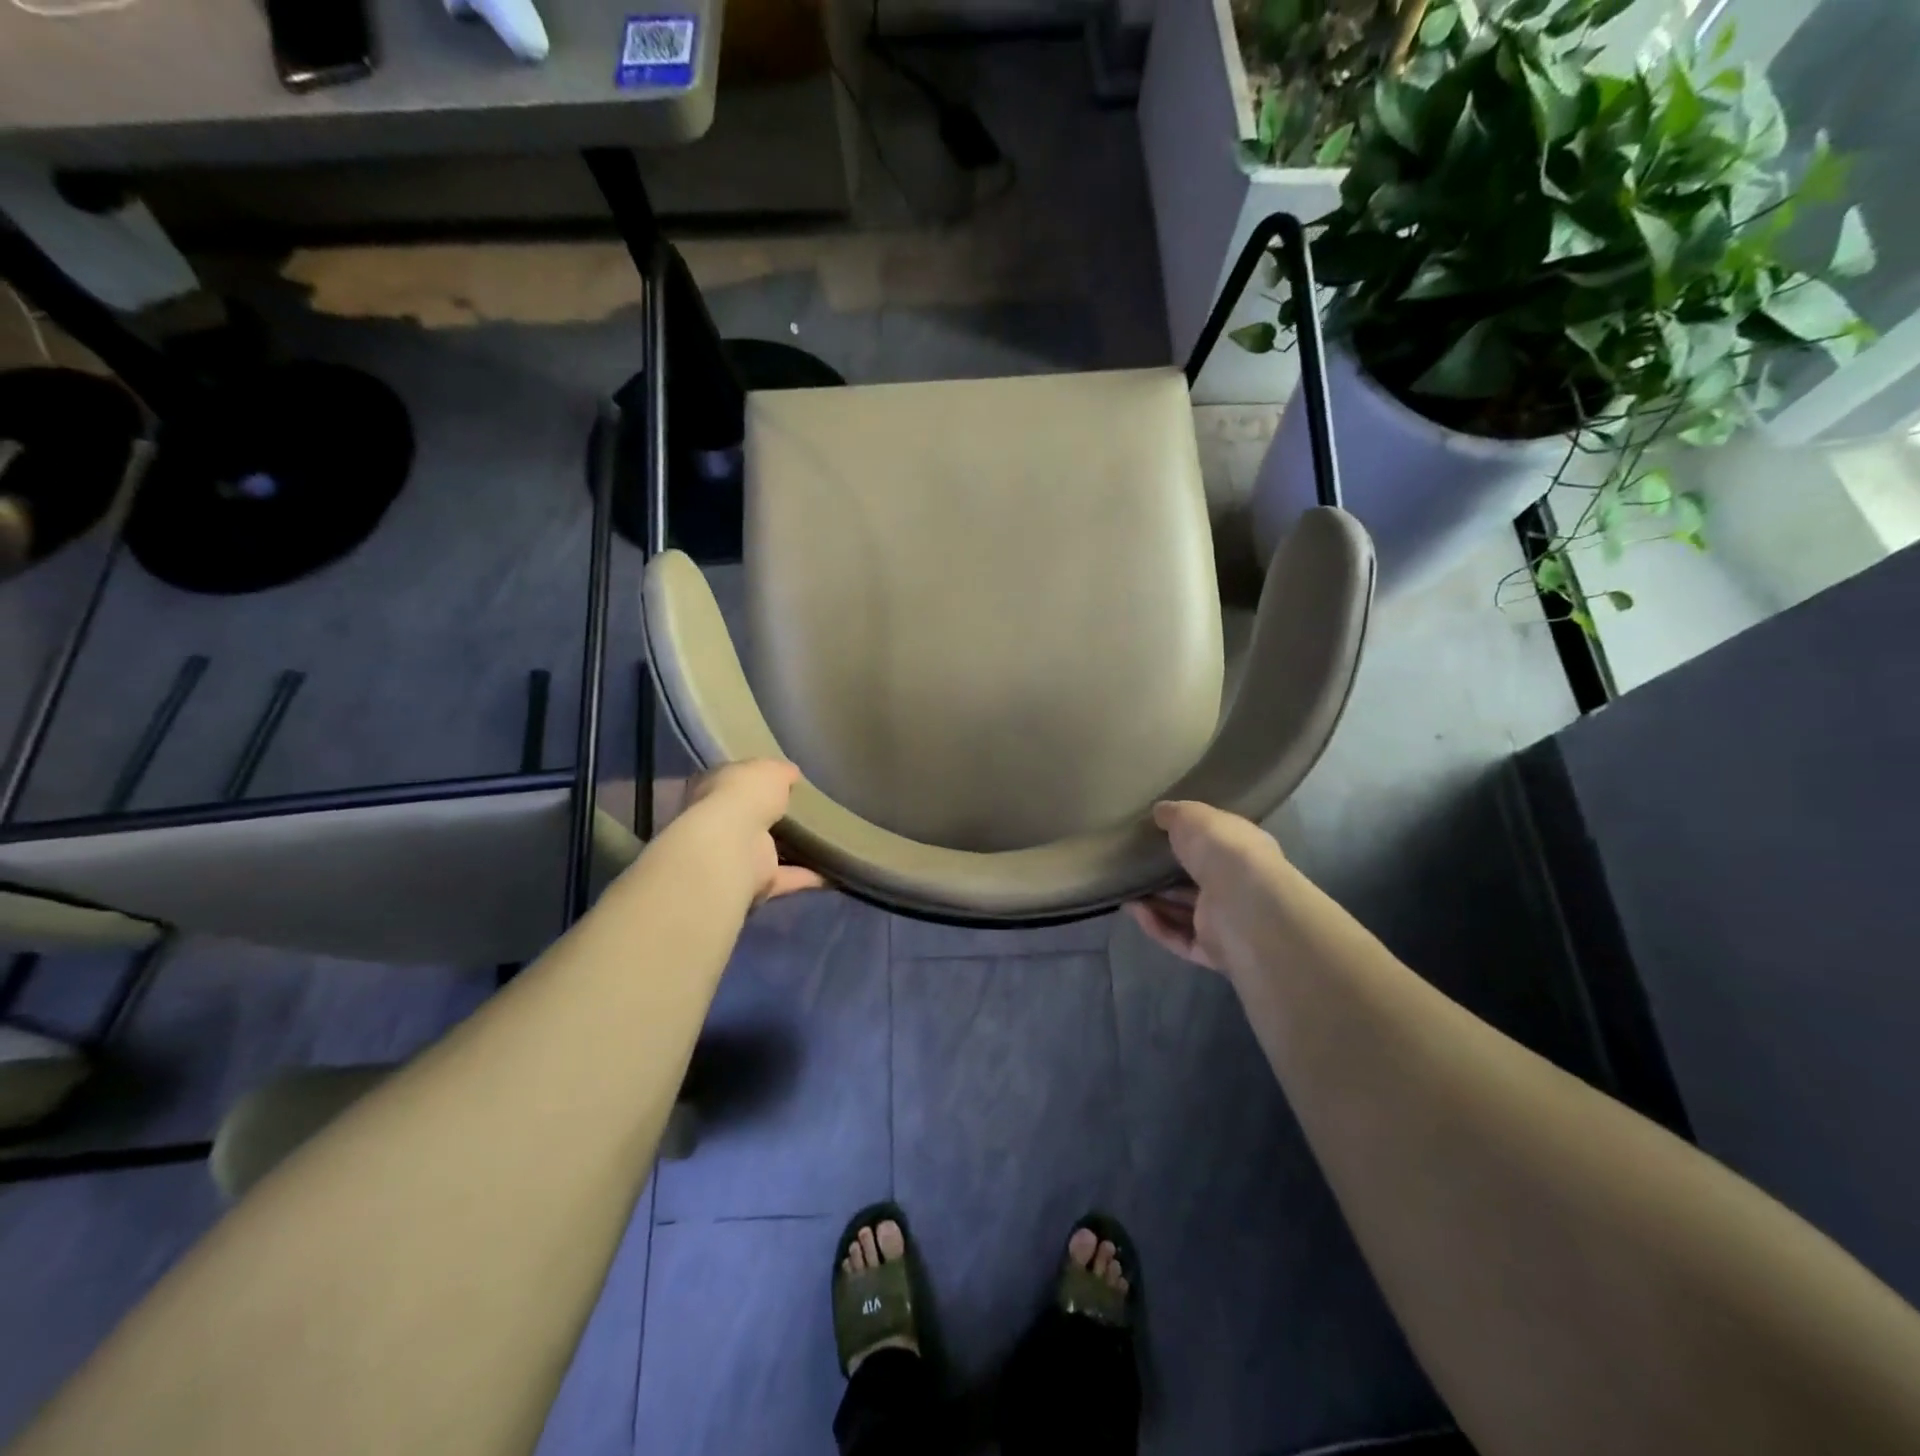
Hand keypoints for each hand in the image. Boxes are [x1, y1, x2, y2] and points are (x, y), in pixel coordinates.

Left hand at [673, 760, 825, 904]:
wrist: (734, 844)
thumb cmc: (745, 796)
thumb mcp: (769, 769)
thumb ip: (781, 771)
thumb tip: (791, 774)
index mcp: (714, 789)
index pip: (732, 781)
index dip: (751, 779)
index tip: (778, 780)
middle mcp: (719, 823)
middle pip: (749, 817)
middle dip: (770, 815)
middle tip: (804, 810)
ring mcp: (736, 854)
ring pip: (766, 849)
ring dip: (790, 849)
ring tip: (824, 841)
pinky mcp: (756, 880)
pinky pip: (785, 877)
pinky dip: (806, 876)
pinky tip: (830, 872)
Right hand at [1128, 800, 1290, 973]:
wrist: (1242, 903)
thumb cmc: (1222, 850)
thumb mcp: (1192, 816)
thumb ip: (1175, 814)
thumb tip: (1160, 811)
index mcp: (1244, 850)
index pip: (1217, 845)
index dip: (1191, 840)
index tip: (1159, 835)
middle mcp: (1239, 886)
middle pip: (1199, 881)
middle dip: (1168, 876)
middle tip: (1135, 866)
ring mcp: (1228, 921)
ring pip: (1187, 913)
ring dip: (1156, 902)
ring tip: (1125, 889)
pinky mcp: (1213, 951)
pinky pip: (1179, 938)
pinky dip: (1156, 925)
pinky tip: (1133, 909)